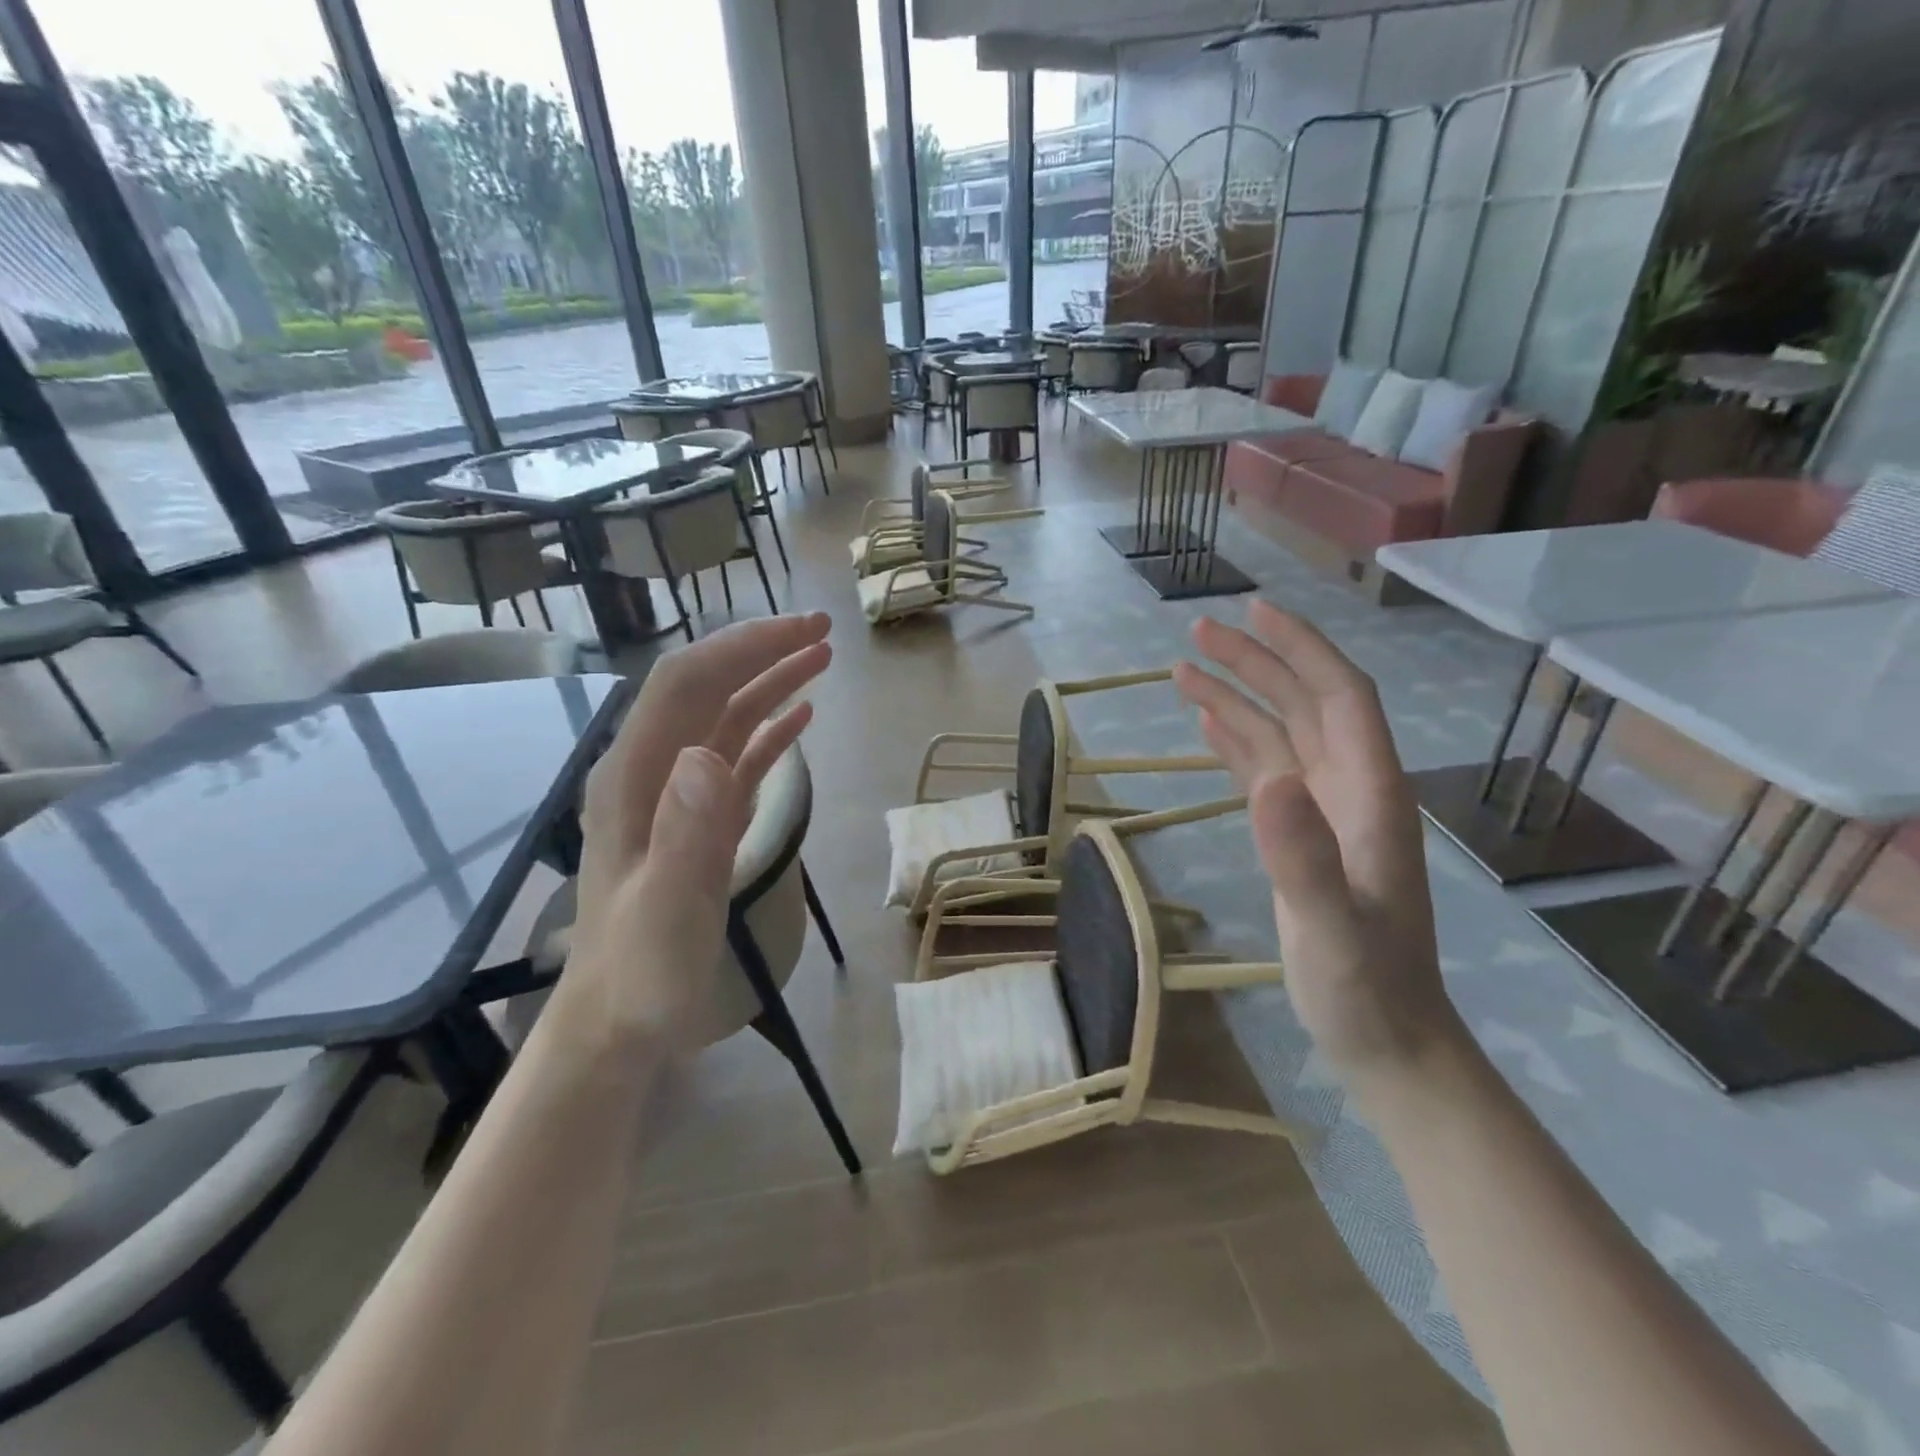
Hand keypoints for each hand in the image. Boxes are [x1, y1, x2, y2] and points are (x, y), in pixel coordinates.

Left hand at [555, 614, 832, 1052]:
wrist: (620, 1020)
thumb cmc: (641, 972)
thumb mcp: (665, 910)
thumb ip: (684, 834)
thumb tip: (706, 754)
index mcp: (635, 778)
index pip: (685, 684)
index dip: (741, 646)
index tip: (801, 631)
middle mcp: (652, 771)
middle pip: (707, 688)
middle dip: (761, 651)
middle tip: (823, 633)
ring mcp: (676, 795)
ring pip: (725, 718)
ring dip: (770, 683)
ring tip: (821, 659)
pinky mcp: (699, 818)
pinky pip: (736, 757)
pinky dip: (770, 730)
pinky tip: (801, 718)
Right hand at [1171, 600, 1463, 1089]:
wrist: (1385, 1038)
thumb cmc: (1367, 989)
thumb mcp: (1334, 930)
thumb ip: (1304, 859)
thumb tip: (1267, 782)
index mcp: (1371, 795)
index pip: (1342, 697)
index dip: (1302, 649)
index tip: (1255, 612)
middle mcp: (1350, 789)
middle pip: (1306, 703)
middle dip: (1257, 661)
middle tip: (1197, 631)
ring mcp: (1324, 812)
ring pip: (1281, 732)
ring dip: (1238, 696)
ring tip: (1185, 667)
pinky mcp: (1299, 834)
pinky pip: (1266, 769)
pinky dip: (1236, 739)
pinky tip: (1207, 721)